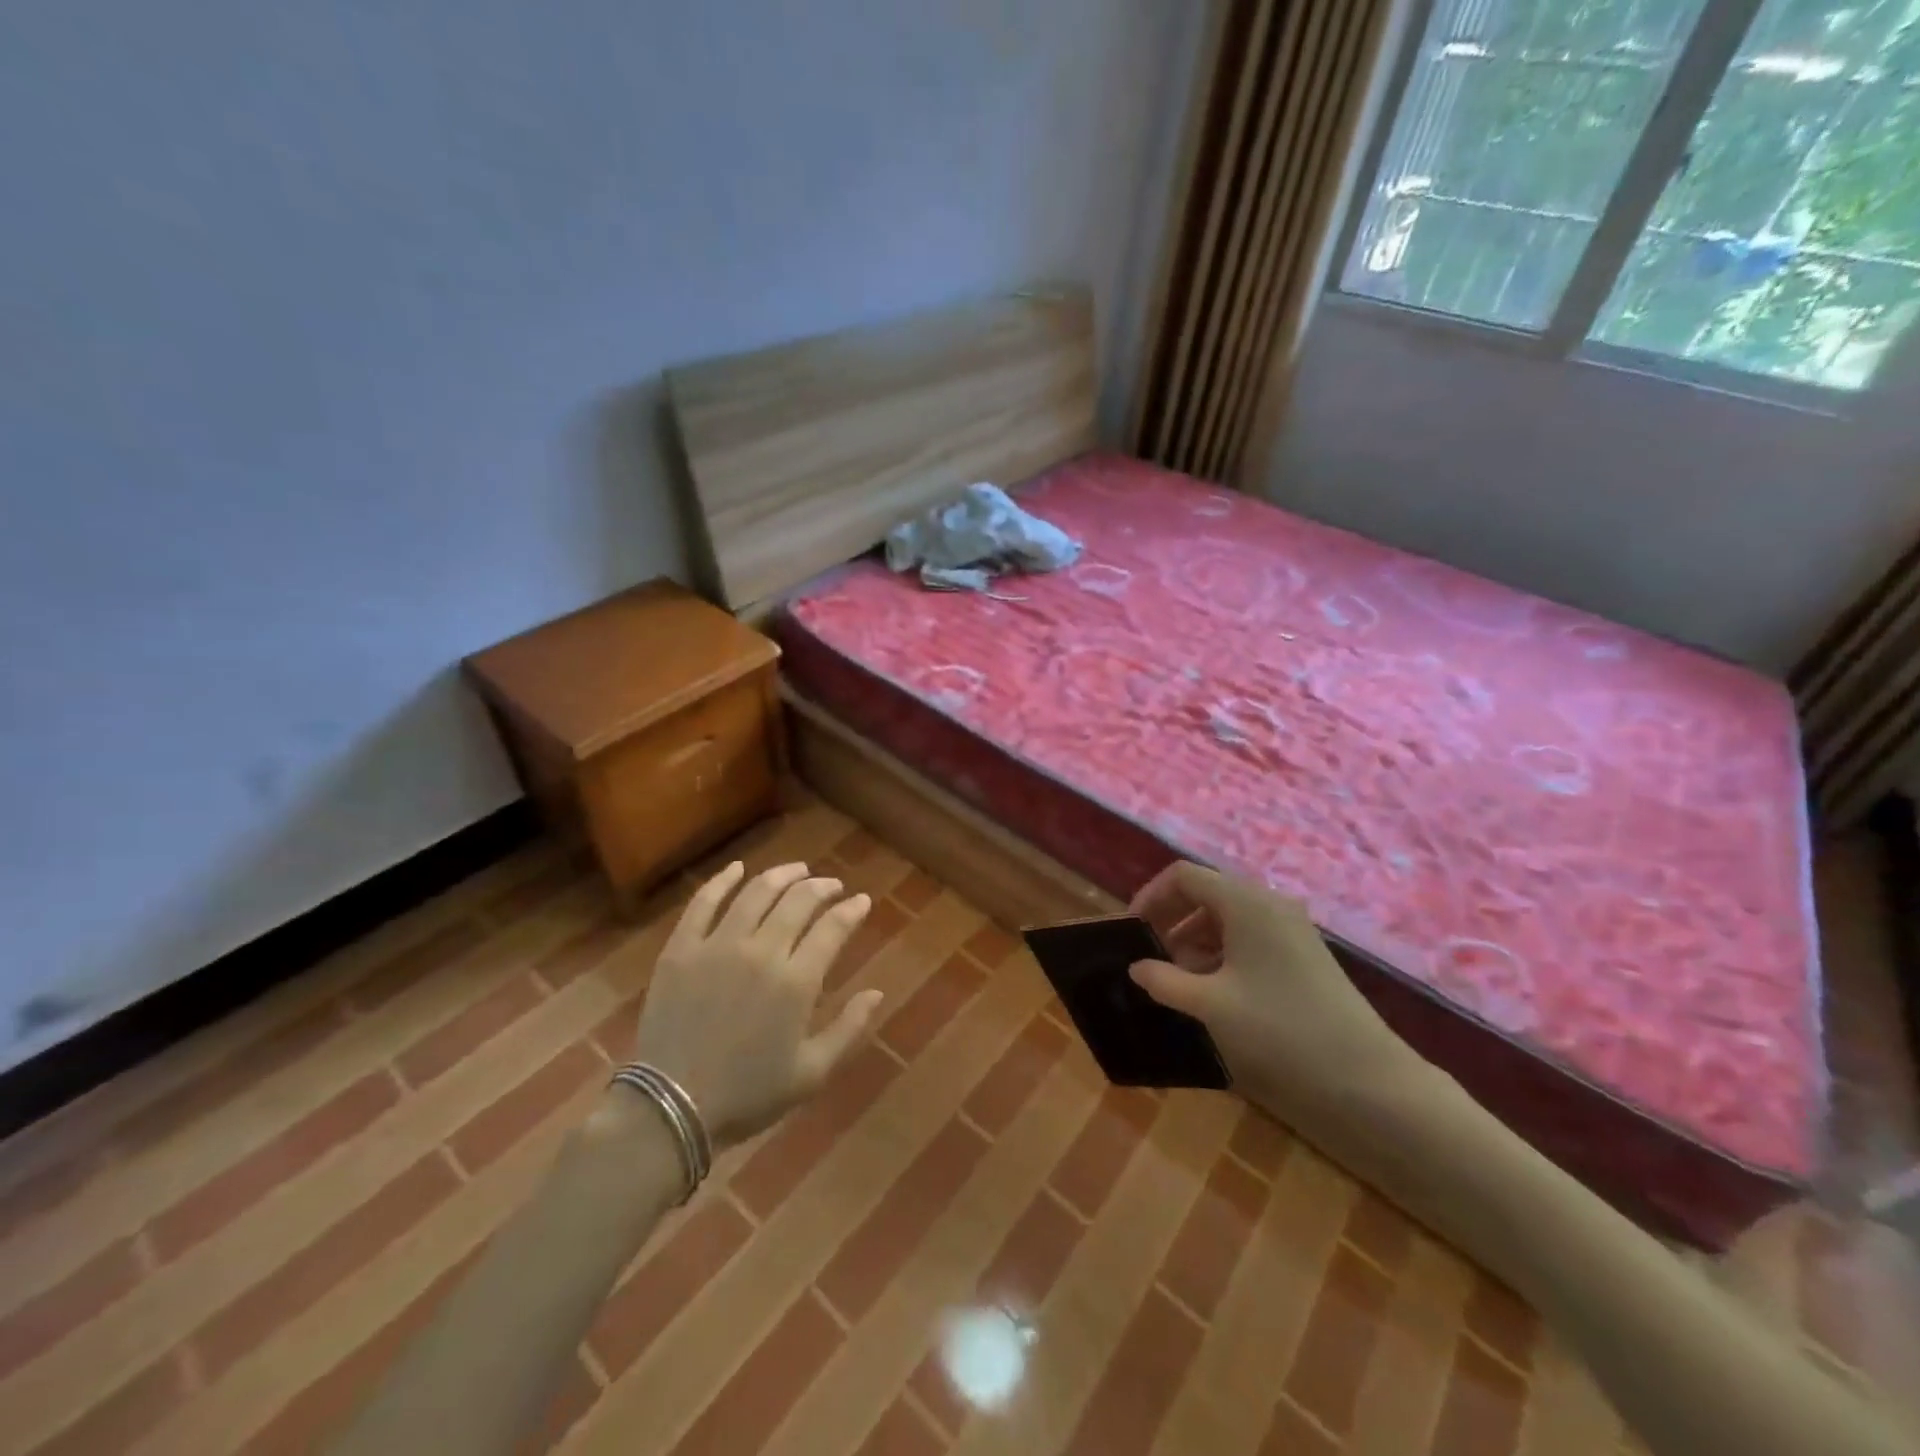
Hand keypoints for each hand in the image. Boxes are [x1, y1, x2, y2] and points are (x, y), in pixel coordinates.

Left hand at [618, 860, 883, 1149]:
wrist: (671, 1108)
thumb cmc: (748, 1095)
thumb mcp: (812, 1073)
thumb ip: (849, 1028)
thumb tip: (877, 992)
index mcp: (796, 982)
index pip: (832, 928)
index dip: (851, 910)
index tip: (861, 901)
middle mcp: (761, 952)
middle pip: (797, 901)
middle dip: (821, 887)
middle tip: (831, 885)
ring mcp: (717, 946)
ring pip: (756, 893)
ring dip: (782, 875)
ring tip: (796, 870)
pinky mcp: (681, 949)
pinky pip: (703, 903)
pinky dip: (722, 881)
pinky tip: (737, 869)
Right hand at [1128, 861, 1423, 1121]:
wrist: (1367, 1081)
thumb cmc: (1279, 1031)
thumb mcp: (1209, 1006)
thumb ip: (1164, 980)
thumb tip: (1138, 967)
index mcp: (1245, 902)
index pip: (1183, 876)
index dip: (1150, 898)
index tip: (1131, 933)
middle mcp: (1269, 904)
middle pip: (1206, 894)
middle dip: (1171, 923)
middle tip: (1150, 960)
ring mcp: (1291, 929)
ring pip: (1227, 919)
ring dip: (1194, 942)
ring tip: (1178, 983)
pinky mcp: (1303, 955)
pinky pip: (1250, 939)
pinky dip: (1222, 956)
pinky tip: (1214, 994)